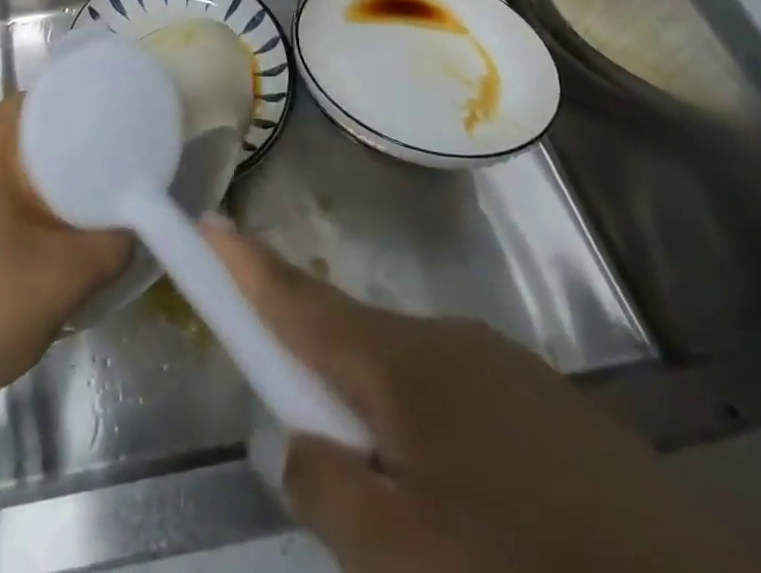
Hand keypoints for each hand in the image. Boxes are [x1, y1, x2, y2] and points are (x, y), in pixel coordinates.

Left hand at [0, 94, 131, 423]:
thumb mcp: (66, 279)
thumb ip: (114, 240)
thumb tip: (131, 218)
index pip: (42, 102)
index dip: (84, 117)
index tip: (115, 144)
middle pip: (20, 127)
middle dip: (61, 150)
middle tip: (100, 180)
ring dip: (32, 172)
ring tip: (69, 204)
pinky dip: (3, 187)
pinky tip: (25, 224)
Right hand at [205, 223, 760, 572]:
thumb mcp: (401, 561)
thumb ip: (324, 489)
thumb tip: (289, 440)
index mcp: (403, 365)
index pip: (299, 303)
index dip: (246, 267)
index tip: (207, 222)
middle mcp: (448, 343)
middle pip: (351, 341)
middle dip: (315, 371)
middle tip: (305, 434)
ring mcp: (508, 372)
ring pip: (408, 378)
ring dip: (379, 415)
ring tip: (399, 504)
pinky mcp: (554, 411)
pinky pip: (459, 403)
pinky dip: (434, 436)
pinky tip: (470, 510)